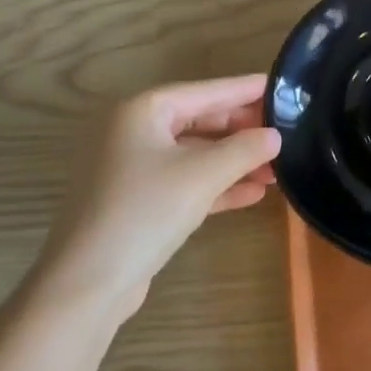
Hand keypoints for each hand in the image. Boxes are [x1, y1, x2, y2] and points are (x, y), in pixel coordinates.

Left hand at [32, 75, 280, 320]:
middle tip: (284, 131)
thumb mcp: (201, 176)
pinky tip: (252, 194)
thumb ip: (243, 150)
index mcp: (142, 111)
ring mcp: (132, 168)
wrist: (86, 284)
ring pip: (194, 155)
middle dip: (242, 131)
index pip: (205, 91)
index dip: (244, 90)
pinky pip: (184, 182)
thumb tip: (274, 136)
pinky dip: (215, 186)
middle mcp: (134, 132)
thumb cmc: (144, 212)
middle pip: (199, 121)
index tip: (279, 86)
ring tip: (276, 169)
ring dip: (233, 162)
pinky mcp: (137, 202)